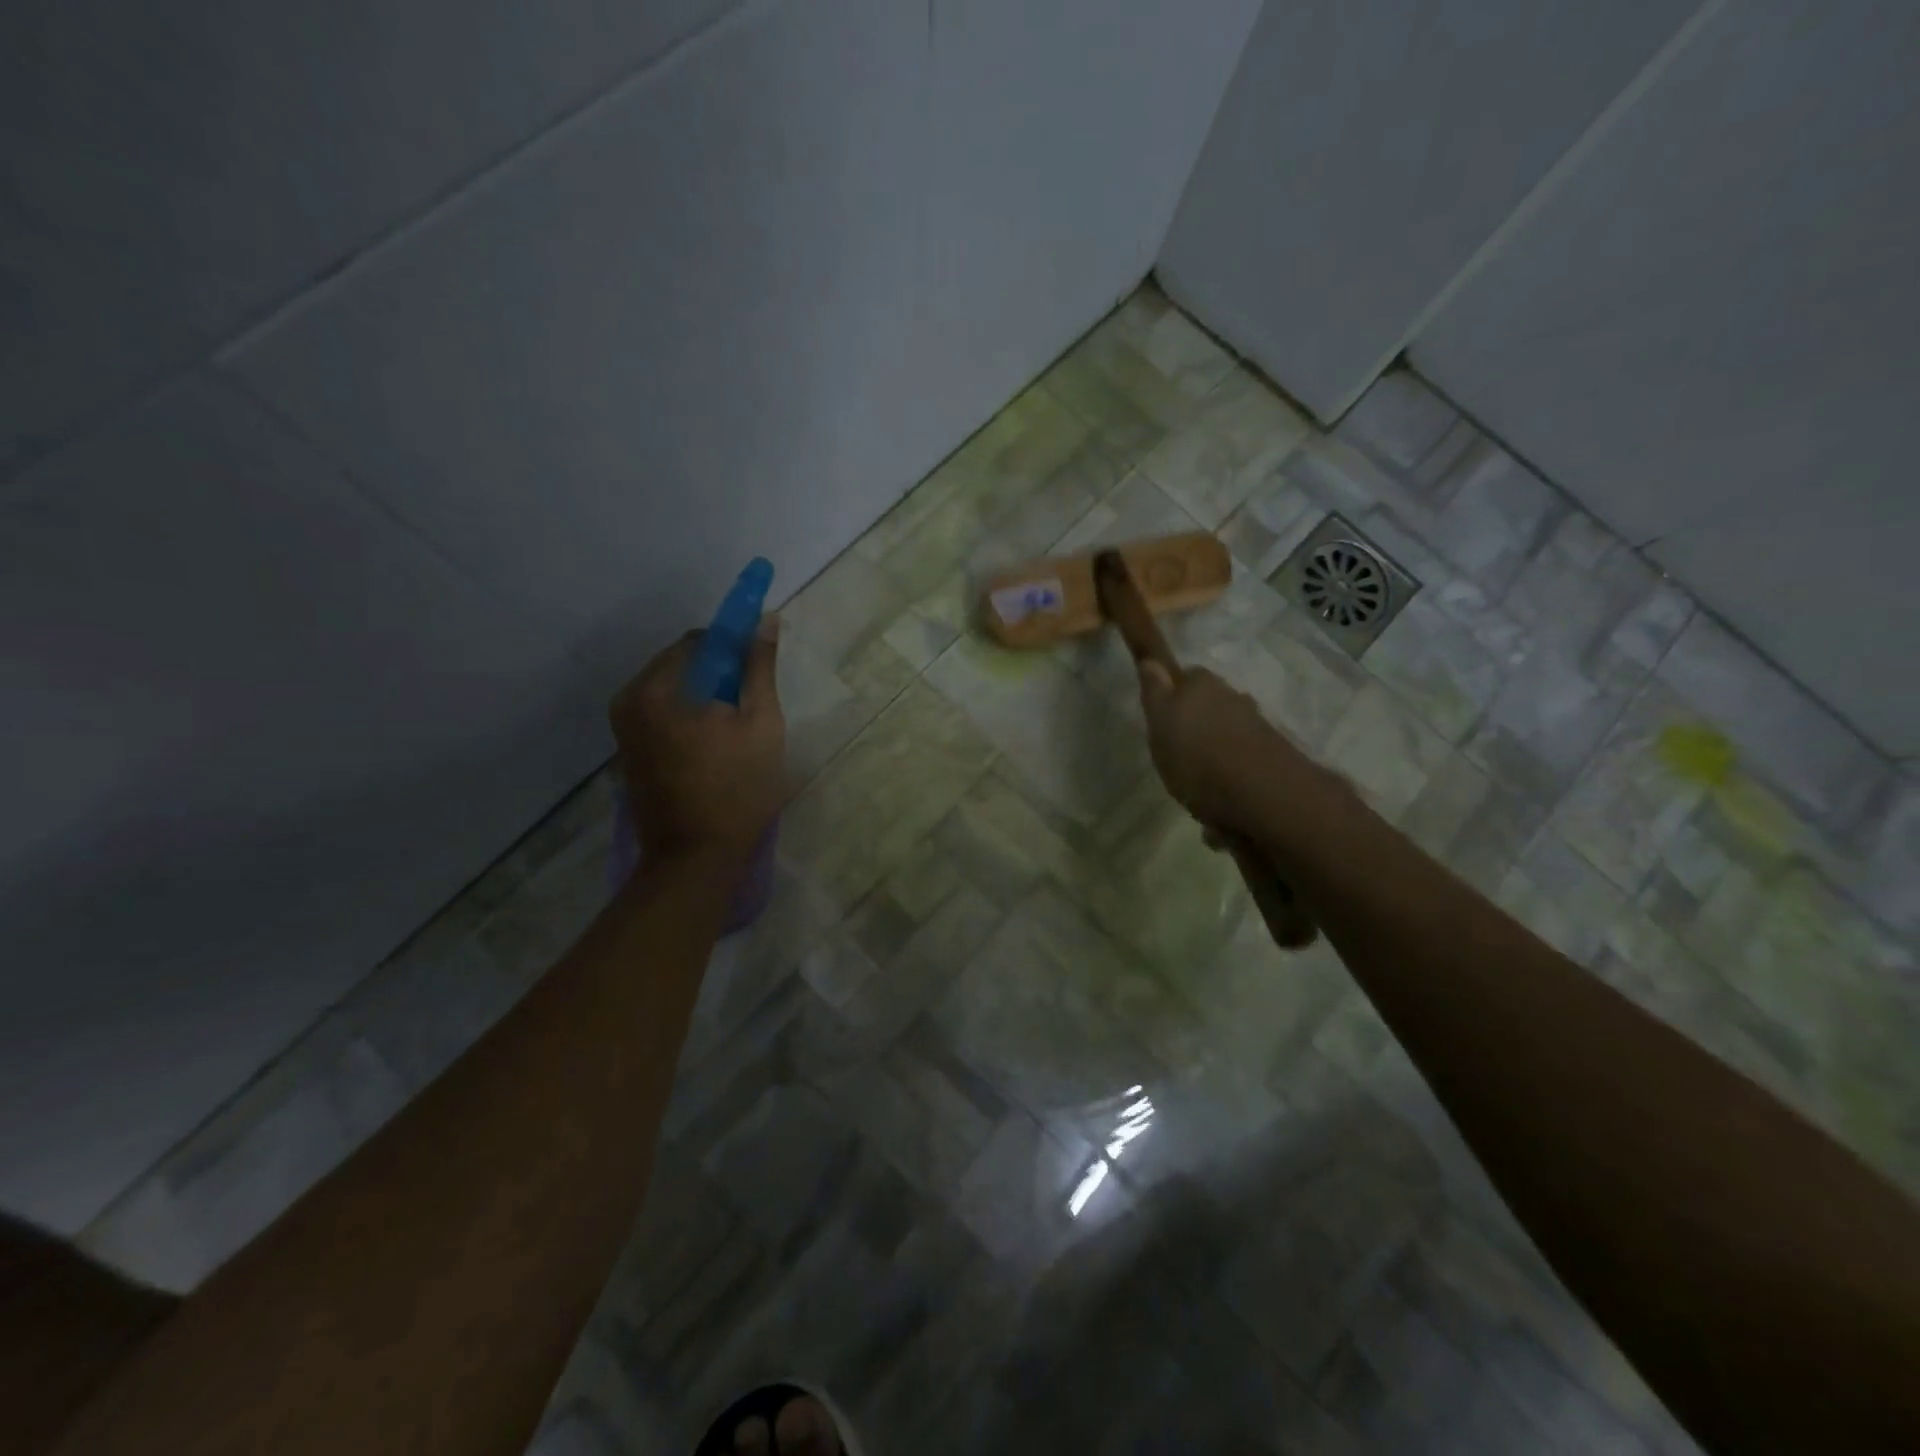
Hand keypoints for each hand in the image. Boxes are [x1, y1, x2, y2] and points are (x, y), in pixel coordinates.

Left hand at [609, 619, 786, 865]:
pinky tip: (712, 748)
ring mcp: (623, 728)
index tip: (758, 674)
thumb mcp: (761, 723)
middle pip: (682, 664)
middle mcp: (629, 700)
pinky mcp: (628, 751)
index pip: (699, 641)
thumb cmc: (736, 789)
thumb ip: (759, 668)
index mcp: (656, 689)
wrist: (695, 859)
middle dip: (718, 676)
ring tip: (733, 733)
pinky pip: (662, 714)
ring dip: (704, 698)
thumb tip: (765, 619)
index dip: (734, 649)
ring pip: (673, 690)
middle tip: (749, 708)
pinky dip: (688, 718)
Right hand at [1137, 661, 1323, 834]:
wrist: (1263, 796)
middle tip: (1176, 760)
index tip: (1161, 719)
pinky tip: (1220, 815)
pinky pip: (1241, 770)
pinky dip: (1229, 787)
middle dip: (1196, 731)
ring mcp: (1257, 730)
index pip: (1187, 677)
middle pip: (1210, 709)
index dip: (1173, 695)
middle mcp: (1235, 701)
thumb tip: (1151, 660)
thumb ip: (1155, 692)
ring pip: (1226, 742)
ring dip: (1214, 763)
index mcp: (1204, 686)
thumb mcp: (1161, 723)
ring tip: (1198, 796)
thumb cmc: (1197, 757)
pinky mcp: (1272, 762)